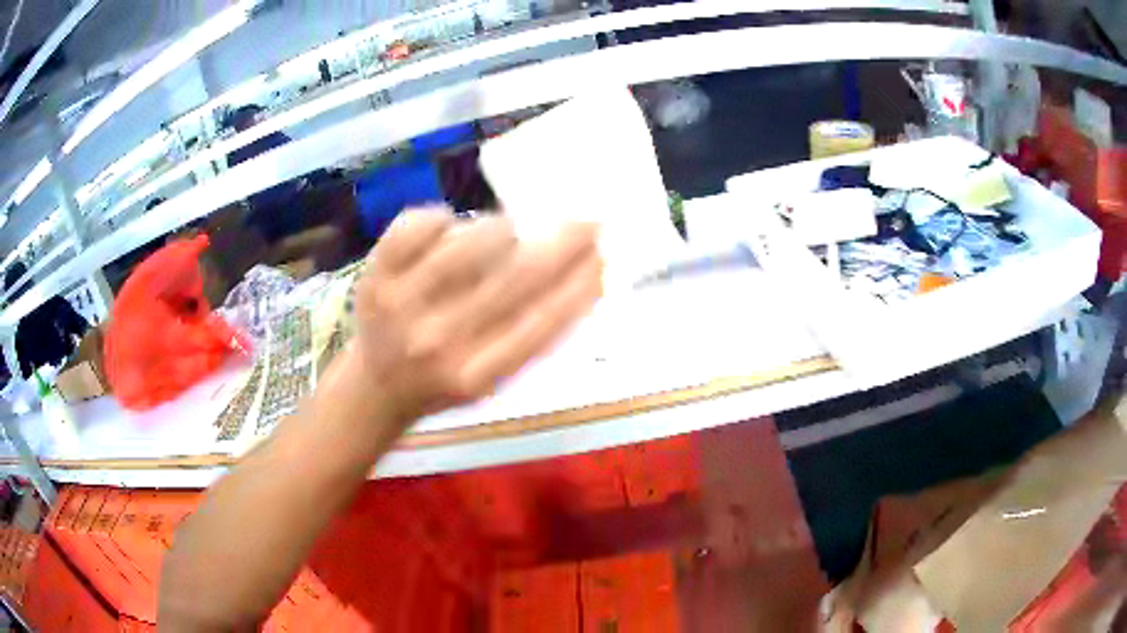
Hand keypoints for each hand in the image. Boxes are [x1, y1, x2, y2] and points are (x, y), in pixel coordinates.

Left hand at [352, 208, 601, 425]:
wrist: (375, 385)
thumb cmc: (444, 382)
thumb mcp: (493, 380)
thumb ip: (532, 338)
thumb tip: (581, 277)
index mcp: (475, 376)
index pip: (542, 323)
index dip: (579, 286)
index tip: (602, 257)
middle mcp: (438, 341)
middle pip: (516, 278)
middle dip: (563, 245)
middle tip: (587, 224)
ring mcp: (401, 303)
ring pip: (475, 239)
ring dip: (502, 230)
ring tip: (503, 238)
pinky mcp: (375, 272)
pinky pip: (424, 221)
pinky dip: (446, 219)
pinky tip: (449, 234)